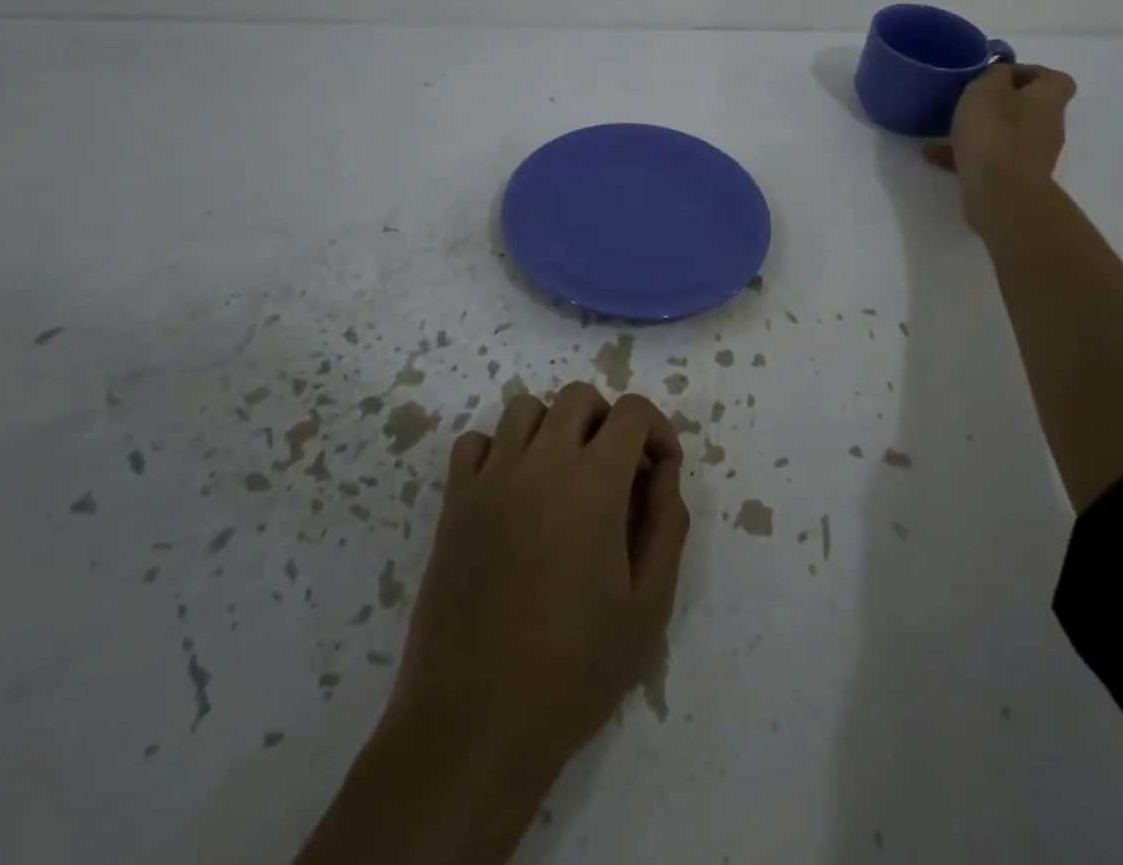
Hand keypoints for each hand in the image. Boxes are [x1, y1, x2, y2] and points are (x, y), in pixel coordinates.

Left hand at [391, 383, 689, 776]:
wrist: (475, 724)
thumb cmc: (574, 669)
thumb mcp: (649, 606)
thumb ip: (668, 524)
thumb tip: (665, 471)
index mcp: (593, 484)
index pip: (630, 412)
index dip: (656, 429)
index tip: (661, 469)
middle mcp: (540, 463)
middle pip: (578, 397)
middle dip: (608, 421)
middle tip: (616, 471)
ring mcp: (490, 479)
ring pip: (525, 408)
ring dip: (554, 427)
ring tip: (565, 475)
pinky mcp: (454, 503)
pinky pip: (475, 443)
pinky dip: (500, 449)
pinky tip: (514, 491)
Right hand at [923, 62, 1077, 215]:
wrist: (1001, 195)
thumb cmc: (995, 134)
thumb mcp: (986, 89)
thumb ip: (994, 74)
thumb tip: (1001, 73)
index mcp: (1048, 100)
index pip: (1054, 78)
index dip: (1028, 72)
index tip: (997, 75)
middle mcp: (1046, 126)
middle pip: (1028, 107)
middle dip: (998, 103)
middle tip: (967, 100)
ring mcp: (1031, 156)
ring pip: (1005, 134)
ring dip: (979, 130)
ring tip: (943, 128)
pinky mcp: (1013, 179)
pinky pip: (989, 159)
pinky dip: (965, 155)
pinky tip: (933, 155)